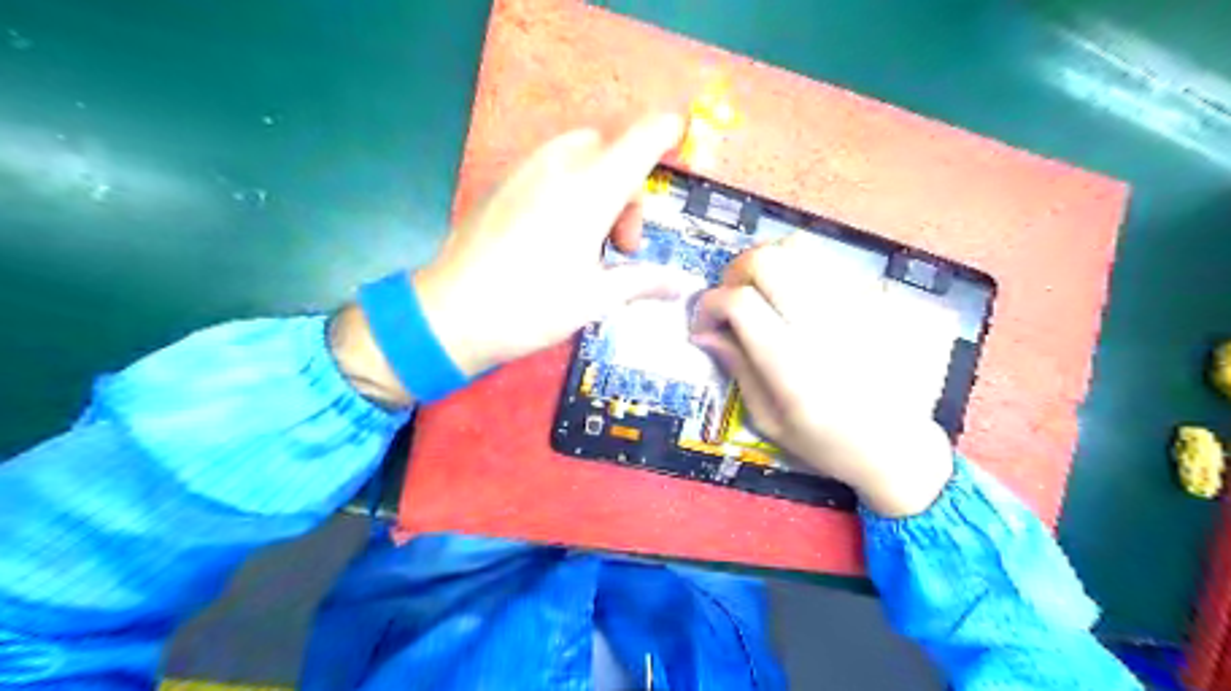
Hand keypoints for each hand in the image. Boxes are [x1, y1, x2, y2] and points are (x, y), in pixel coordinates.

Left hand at [332, 113, 690, 404]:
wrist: (451, 314)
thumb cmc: (532, 307)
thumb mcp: (596, 298)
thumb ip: (643, 280)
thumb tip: (681, 285)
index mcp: (591, 189)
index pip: (642, 139)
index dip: (666, 133)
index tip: (679, 143)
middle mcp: (559, 166)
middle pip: (611, 149)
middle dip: (628, 189)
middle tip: (621, 244)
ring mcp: (525, 170)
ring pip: (579, 154)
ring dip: (599, 186)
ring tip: (589, 241)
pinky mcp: (502, 183)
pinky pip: (549, 166)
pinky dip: (569, 186)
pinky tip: (556, 235)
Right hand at [692, 233, 948, 516]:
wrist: (899, 445)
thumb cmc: (826, 442)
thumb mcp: (768, 419)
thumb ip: (737, 368)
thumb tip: (704, 331)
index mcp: (792, 364)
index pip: (740, 302)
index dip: (710, 304)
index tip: (705, 323)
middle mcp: (824, 325)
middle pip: (767, 261)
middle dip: (736, 272)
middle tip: (732, 297)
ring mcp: (855, 306)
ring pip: (799, 248)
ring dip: (768, 264)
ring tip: (763, 290)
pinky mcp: (878, 299)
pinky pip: (828, 262)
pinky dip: (800, 271)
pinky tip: (799, 298)